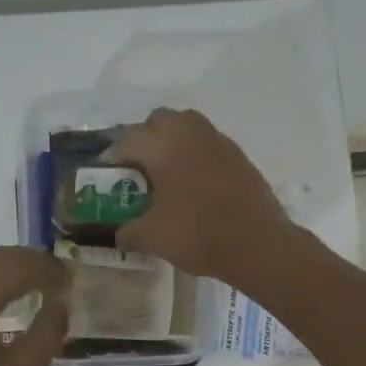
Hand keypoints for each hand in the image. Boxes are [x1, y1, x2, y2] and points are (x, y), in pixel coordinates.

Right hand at [106, 108, 298, 284]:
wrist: (258, 245)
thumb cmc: (198, 235)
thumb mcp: (151, 238)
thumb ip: (127, 232)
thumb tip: (119, 233)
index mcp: (163, 146)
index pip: (127, 140)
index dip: (112, 158)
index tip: (108, 177)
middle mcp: (190, 134)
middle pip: (159, 121)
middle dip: (144, 139)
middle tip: (138, 169)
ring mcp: (219, 142)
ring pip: (188, 126)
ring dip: (173, 142)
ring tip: (167, 173)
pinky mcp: (239, 156)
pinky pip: (209, 144)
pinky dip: (196, 155)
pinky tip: (195, 184)